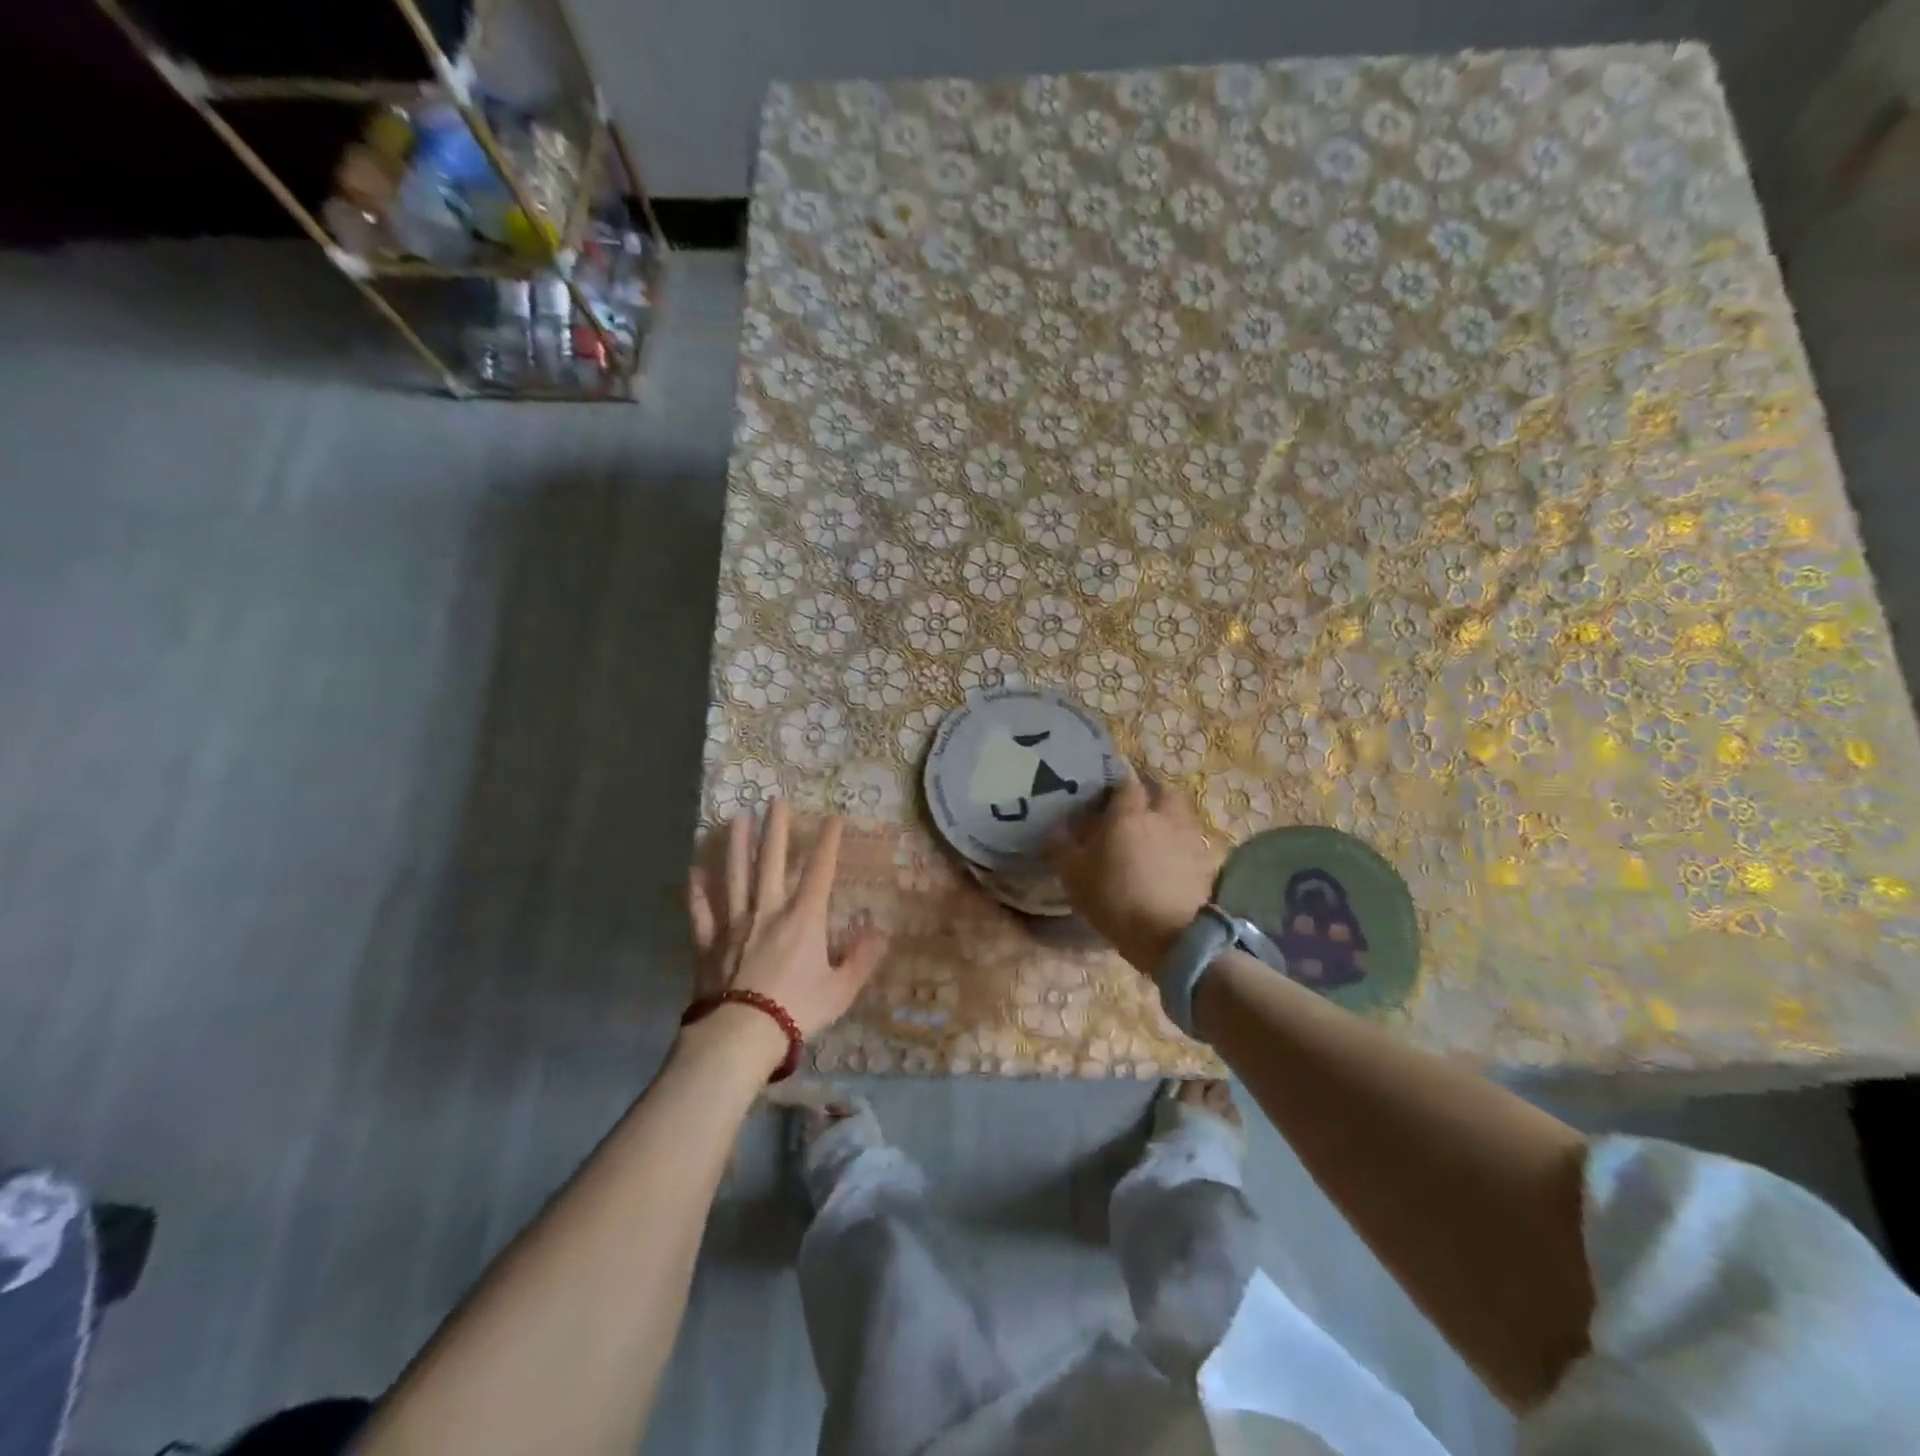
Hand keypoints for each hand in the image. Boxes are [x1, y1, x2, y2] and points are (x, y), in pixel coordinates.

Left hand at [686, 803, 889, 1059]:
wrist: (740, 1035)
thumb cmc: (796, 1010)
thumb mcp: (840, 990)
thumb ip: (861, 960)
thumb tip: (881, 933)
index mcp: (803, 918)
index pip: (820, 871)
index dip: (828, 842)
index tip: (833, 818)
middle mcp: (768, 910)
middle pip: (771, 861)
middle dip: (776, 829)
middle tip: (775, 800)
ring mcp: (734, 923)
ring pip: (735, 875)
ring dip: (735, 845)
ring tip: (735, 818)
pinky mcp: (709, 943)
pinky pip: (701, 911)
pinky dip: (697, 891)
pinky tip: (693, 871)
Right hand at [1047, 768, 1222, 974]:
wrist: (1170, 937)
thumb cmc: (1115, 899)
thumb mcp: (1074, 877)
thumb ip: (1061, 849)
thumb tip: (1053, 832)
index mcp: (1129, 814)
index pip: (1126, 784)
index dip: (1116, 788)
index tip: (1106, 800)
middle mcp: (1163, 816)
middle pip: (1163, 791)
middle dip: (1151, 796)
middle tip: (1136, 813)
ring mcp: (1190, 837)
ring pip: (1182, 814)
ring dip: (1170, 818)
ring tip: (1157, 837)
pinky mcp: (1208, 862)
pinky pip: (1197, 842)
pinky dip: (1186, 845)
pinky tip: (1176, 861)